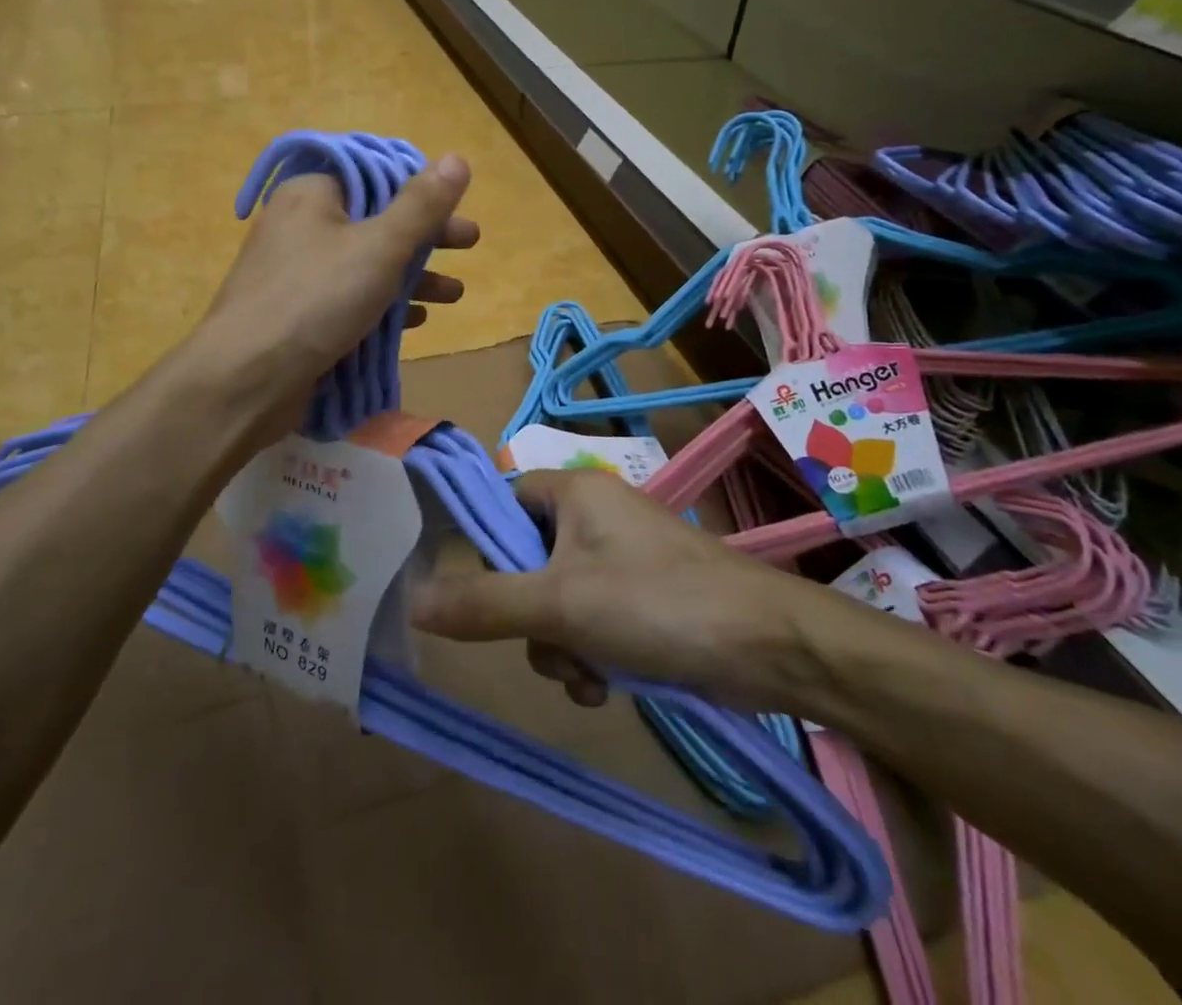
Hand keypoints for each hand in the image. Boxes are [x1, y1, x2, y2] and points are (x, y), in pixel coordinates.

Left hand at [195, 155, 477, 436]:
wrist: (246, 380)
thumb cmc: (316, 300)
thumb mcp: (380, 247)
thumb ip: (421, 206)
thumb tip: (457, 158)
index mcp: (312, 195)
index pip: (373, 176)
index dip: (418, 188)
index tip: (456, 206)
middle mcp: (301, 226)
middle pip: (376, 220)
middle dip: (427, 236)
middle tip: (470, 244)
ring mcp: (297, 274)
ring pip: (366, 264)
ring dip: (413, 276)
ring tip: (455, 294)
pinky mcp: (300, 315)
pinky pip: (350, 300)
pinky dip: (384, 305)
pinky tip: (418, 321)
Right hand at [411, 468, 868, 713]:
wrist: (770, 647)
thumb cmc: (657, 603)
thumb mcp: (560, 603)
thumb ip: (483, 602)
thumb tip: (412, 600)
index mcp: (573, 493)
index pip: (502, 502)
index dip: (485, 545)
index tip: (478, 593)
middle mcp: (594, 519)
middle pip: (524, 562)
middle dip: (529, 618)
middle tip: (549, 643)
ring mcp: (619, 562)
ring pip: (554, 604)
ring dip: (560, 648)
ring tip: (590, 676)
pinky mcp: (642, 601)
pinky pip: (589, 624)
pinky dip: (590, 657)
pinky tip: (607, 688)